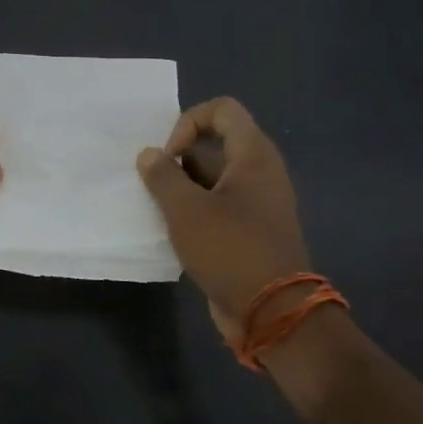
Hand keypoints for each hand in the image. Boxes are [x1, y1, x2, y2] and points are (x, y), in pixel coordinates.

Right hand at [136, 97, 311, 341]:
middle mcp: (260, 173)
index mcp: (253, 156)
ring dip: (181, 188)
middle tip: (155, 185)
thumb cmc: (230, 249)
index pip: (222, 110)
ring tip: (157, 210)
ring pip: (212, 178)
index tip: (171, 156)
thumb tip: (149, 154)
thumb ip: (162, 175)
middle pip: (214, 145)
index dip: (189, 122)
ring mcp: (257, 204)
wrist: (273, 313)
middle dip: (178, 160)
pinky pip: (217, 206)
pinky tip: (171, 232)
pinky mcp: (250, 231)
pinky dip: (193, 211)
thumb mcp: (186, 209)